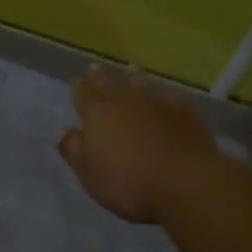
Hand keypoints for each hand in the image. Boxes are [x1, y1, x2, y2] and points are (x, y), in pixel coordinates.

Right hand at [58, 64, 223, 223]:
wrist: (187, 181)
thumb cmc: (130, 183)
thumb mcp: (90, 175)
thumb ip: (74, 150)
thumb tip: (64, 131)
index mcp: (98, 114)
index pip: (84, 94)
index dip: (80, 88)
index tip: (77, 80)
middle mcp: (124, 101)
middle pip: (110, 83)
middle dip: (101, 76)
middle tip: (96, 67)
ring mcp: (156, 102)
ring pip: (140, 84)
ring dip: (133, 77)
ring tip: (129, 69)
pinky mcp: (184, 112)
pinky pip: (171, 97)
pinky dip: (165, 96)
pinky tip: (168, 97)